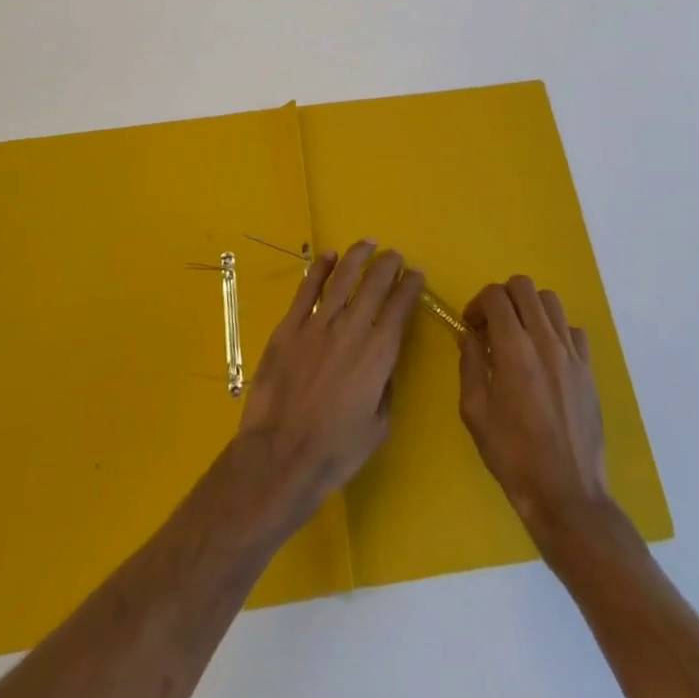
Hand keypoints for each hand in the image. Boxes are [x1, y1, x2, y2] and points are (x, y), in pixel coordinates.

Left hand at [237, 240, 425, 520]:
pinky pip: (307, 290)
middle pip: (374, 284)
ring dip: (357, 257)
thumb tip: (384, 362)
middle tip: (394, 254)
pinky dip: (319, 269)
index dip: (410, 287)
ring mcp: (318, 324)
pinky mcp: (289, 327)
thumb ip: (385, 386)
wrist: (282, 455)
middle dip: (387, 264)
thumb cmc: (336, 450)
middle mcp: (352, 329)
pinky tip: (328, 256)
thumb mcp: (379, 425)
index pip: (400, 308)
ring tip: (367, 243)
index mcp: (379, 353)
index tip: (416, 274)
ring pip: (342, 278)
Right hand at [458, 276, 613, 542]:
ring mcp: (572, 354)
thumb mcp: (475, 413)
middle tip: (492, 325)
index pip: (495, 296)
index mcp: (514, 349)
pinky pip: (573, 330)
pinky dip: (556, 331)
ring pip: (551, 301)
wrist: (567, 495)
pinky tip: (546, 357)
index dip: (478, 303)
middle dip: (502, 297)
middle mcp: (546, 341)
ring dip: (529, 308)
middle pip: (524, 287)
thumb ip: (470, 366)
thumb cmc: (513, 457)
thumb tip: (469, 337)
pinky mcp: (589, 370)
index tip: (472, 326)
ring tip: (519, 336)